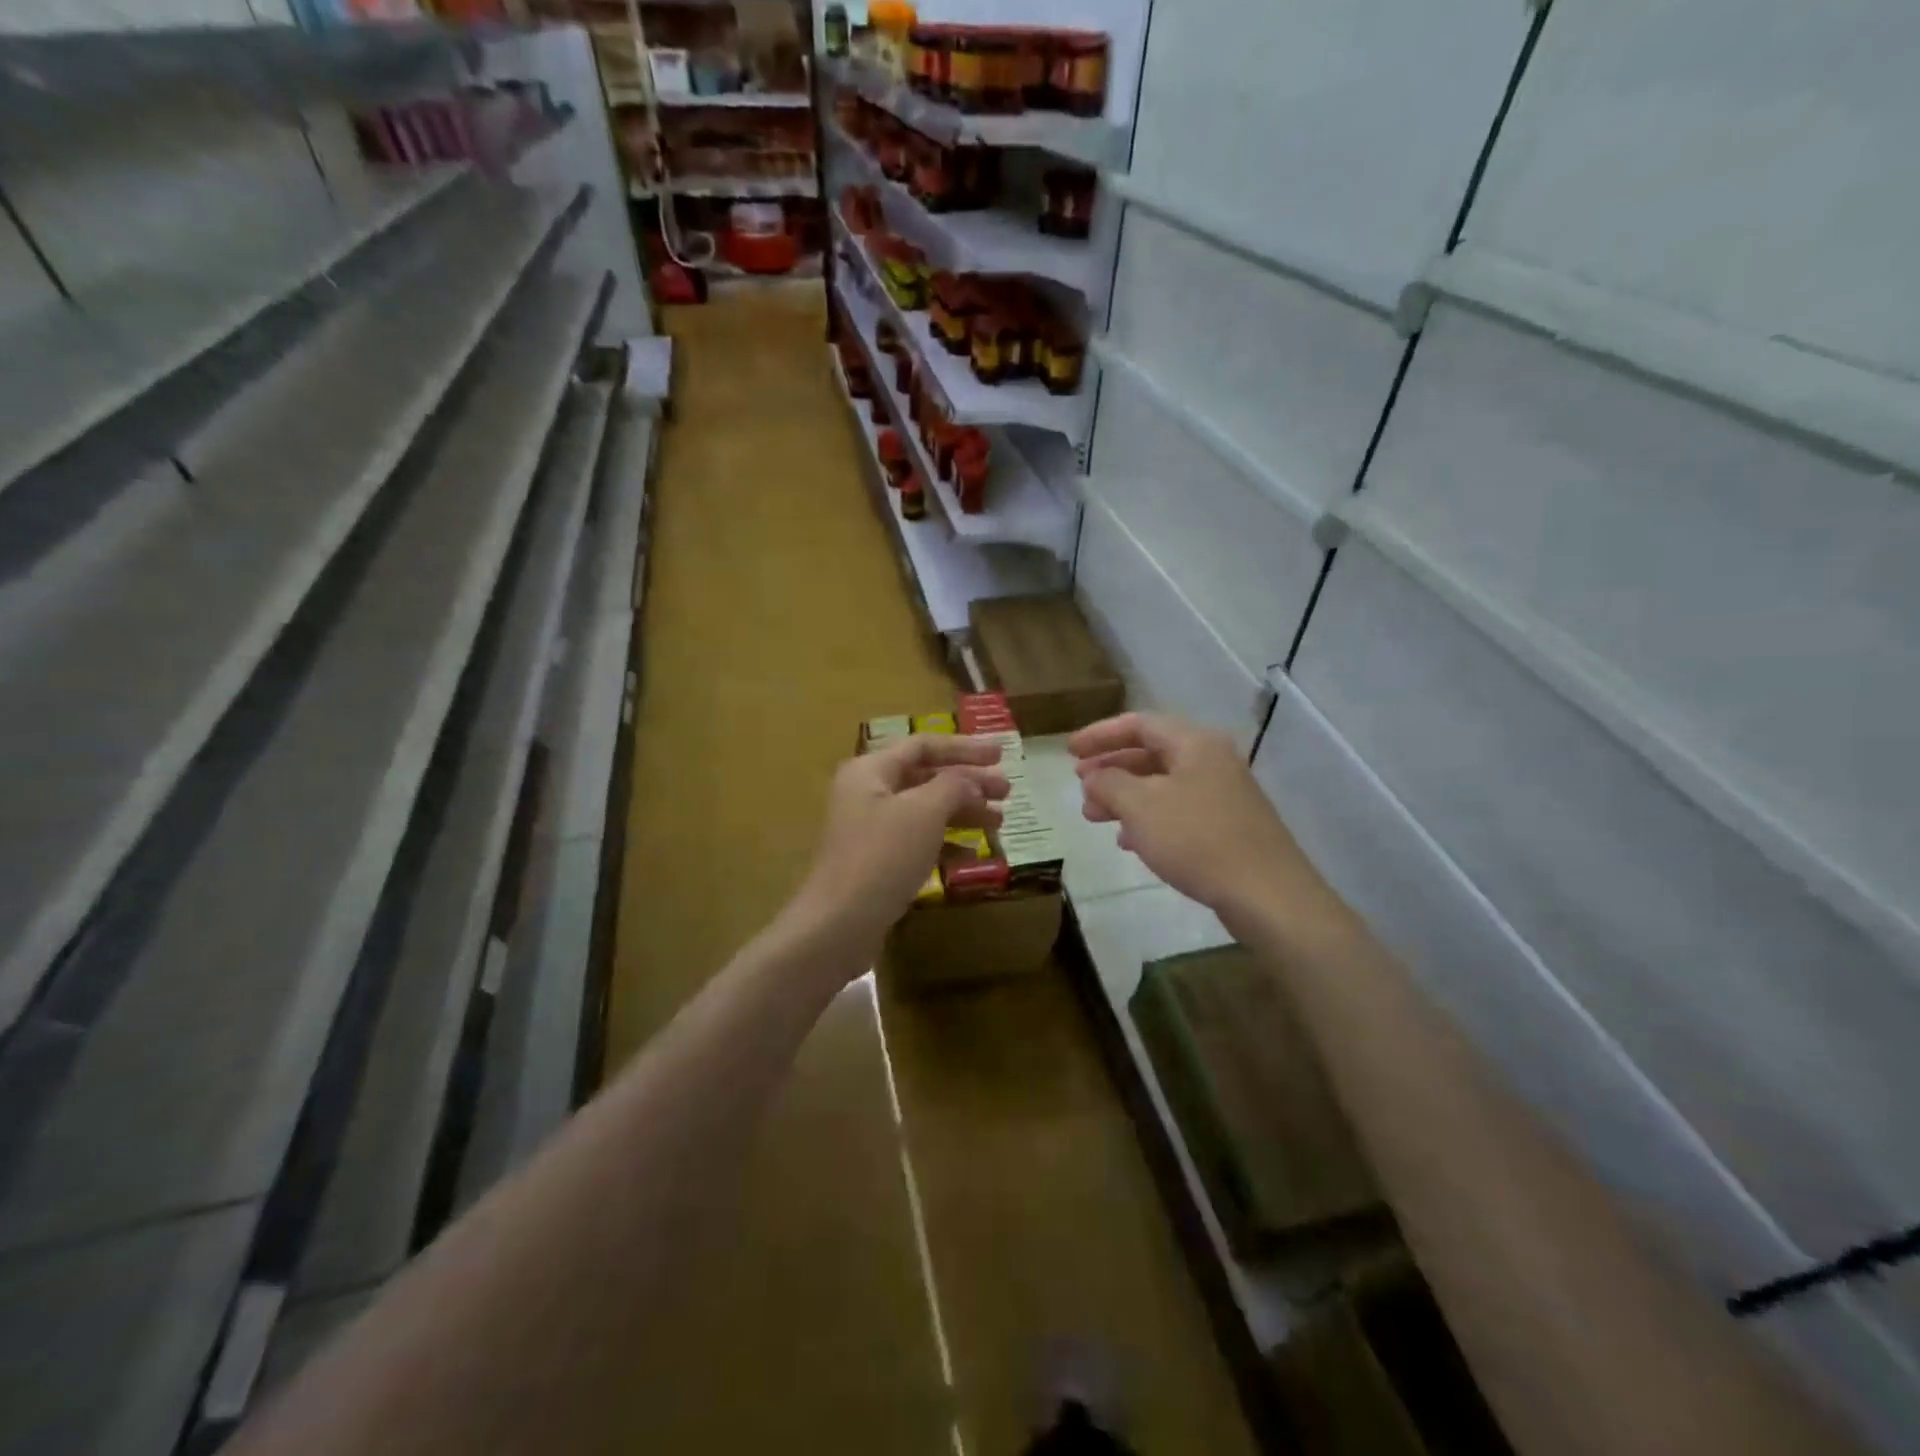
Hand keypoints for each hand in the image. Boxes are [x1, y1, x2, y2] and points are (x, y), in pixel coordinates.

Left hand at [798, 735, 1008, 944]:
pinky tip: (972, 854)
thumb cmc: (883, 856)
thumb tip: (972, 781)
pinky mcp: (877, 861)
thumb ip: (954, 786)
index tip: (1001, 755)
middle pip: (926, 777)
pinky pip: (917, 840)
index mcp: (871, 770)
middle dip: (968, 782)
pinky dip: (945, 842)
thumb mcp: (924, 811)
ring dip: (962, 811)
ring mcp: (870, 828)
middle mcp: (867, 792)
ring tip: (999, 821)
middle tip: (1006, 791)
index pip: (924, 745)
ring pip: (925, 810)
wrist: (839, 924)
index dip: (965, 748)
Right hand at [1071, 712, 1318, 917]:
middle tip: (1080, 785)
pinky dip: (1148, 818)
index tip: (1069, 751)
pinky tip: (1129, 841)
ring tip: (1094, 817)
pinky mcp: (1228, 825)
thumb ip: (1110, 783)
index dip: (1100, 734)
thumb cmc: (1197, 840)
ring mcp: (1223, 794)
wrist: (1267, 894)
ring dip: (1124, 796)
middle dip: (1110, 768)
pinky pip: (1177, 810)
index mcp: (1194, 743)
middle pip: (1151, 753)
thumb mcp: (1141, 806)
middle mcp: (1212, 760)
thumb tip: (1094, 775)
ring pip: (1162, 784)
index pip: (1138, 724)